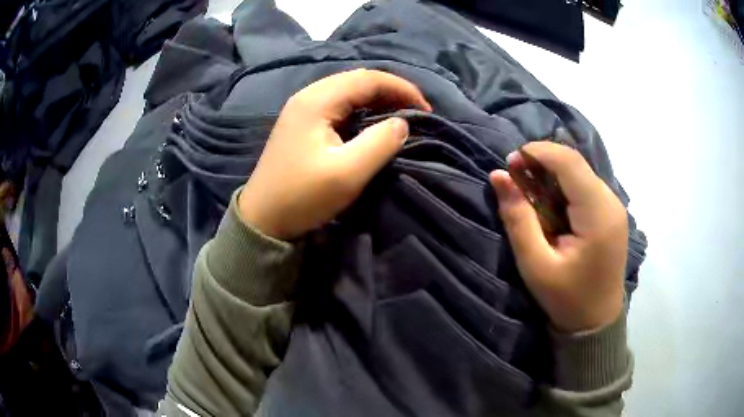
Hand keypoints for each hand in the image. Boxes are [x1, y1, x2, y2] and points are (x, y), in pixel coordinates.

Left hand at [239, 69, 431, 239]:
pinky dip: (361, 109)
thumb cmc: (302, 196)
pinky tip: (372, 123)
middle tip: (416, 112)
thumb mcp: (347, 173)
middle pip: (357, 80)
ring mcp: (302, 108)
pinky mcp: (302, 123)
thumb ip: (380, 142)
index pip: (368, 79)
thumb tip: (402, 123)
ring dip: (377, 99)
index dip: (401, 88)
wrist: (263, 219)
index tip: (426, 109)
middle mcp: (308, 96)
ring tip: (399, 115)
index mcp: (317, 100)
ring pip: (348, 91)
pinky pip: (338, 105)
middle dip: (391, 91)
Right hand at [490, 142, 627, 332]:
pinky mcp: (612, 213)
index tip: (512, 160)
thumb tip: (498, 175)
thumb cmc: (566, 298)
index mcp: (598, 215)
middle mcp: (611, 203)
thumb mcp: (536, 265)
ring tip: (530, 189)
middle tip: (516, 174)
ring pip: (581, 172)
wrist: (596, 322)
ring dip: (553, 173)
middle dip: (544, 160)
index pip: (570, 162)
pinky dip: (564, 186)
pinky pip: (586, 186)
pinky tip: (550, 202)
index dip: (539, 151)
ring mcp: (614, 206)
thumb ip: (518, 218)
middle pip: (576, 163)